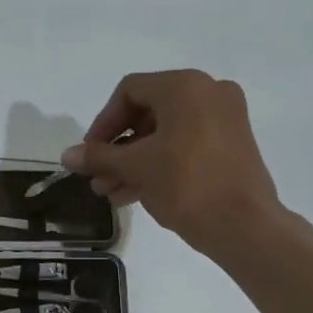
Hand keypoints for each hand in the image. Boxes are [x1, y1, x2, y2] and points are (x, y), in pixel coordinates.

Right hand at [61, 70, 285, 256]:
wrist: (245, 226)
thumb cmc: (187, 185)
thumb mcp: (137, 168)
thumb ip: (100, 157)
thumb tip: (67, 156)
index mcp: (185, 86)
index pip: (129, 91)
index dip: (102, 122)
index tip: (90, 154)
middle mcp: (208, 92)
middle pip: (147, 112)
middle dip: (117, 148)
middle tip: (98, 177)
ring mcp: (224, 119)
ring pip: (165, 133)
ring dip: (134, 161)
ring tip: (110, 192)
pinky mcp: (232, 145)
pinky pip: (185, 145)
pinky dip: (159, 164)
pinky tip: (133, 194)